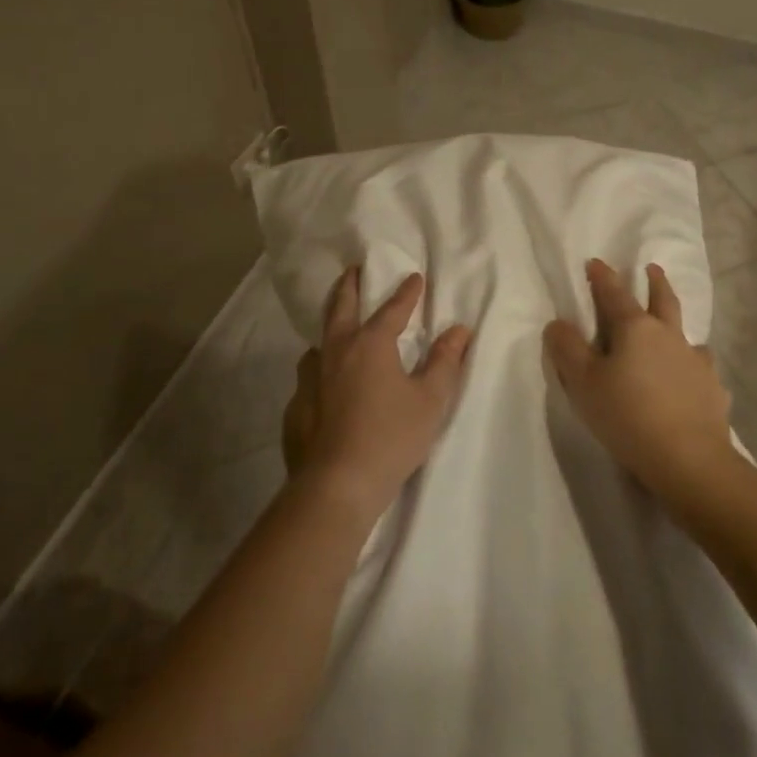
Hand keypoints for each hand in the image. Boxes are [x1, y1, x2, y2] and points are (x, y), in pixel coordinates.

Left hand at [285, 268, 470, 521]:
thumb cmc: (391, 438)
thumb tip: (459, 329)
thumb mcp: (430, 400)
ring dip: (329, 329)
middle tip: (353, 270)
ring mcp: (310, 379)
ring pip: (318, 343)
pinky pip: (309, 378)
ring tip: (336, 330)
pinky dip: (320, 371)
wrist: (336, 485)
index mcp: (370, 344)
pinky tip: (324, 386)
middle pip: (341, 308)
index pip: (392, 309)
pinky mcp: (296, 407)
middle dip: (350, 286)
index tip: (414, 277)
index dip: (406, 293)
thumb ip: (444, 361)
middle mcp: (336, 352)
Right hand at [545, 259, 737, 507]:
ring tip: (674, 331)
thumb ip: (567, 349)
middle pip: (663, 300)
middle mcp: (669, 336)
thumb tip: (558, 323)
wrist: (689, 460)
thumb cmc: (627, 416)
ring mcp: (696, 362)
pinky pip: (702, 370)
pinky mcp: (713, 390)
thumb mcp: (583, 383)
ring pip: (687, 334)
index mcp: (636, 328)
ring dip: (678, 326)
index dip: (602, 277)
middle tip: (652, 268)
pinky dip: (694, 368)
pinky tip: (693, 379)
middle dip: (655, 282)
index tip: (595, 262)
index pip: (615, 294)